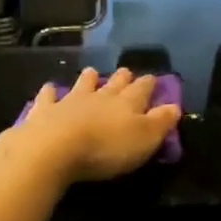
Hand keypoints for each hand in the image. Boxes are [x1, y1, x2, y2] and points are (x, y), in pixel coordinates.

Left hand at [10, 67, 180, 184]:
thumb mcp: (144, 139)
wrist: (55, 149)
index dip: (149, 83)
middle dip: (122, 77)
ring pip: (83, 84)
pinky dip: (50, 92)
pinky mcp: (45, 110)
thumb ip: (161, 122)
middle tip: (125, 72)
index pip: (143, 88)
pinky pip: (49, 97)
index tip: (153, 78)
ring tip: (92, 73)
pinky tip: (49, 88)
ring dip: (89, 79)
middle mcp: (101, 96)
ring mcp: (71, 100)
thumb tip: (175, 106)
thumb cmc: (106, 148)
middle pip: (115, 83)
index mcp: (128, 102)